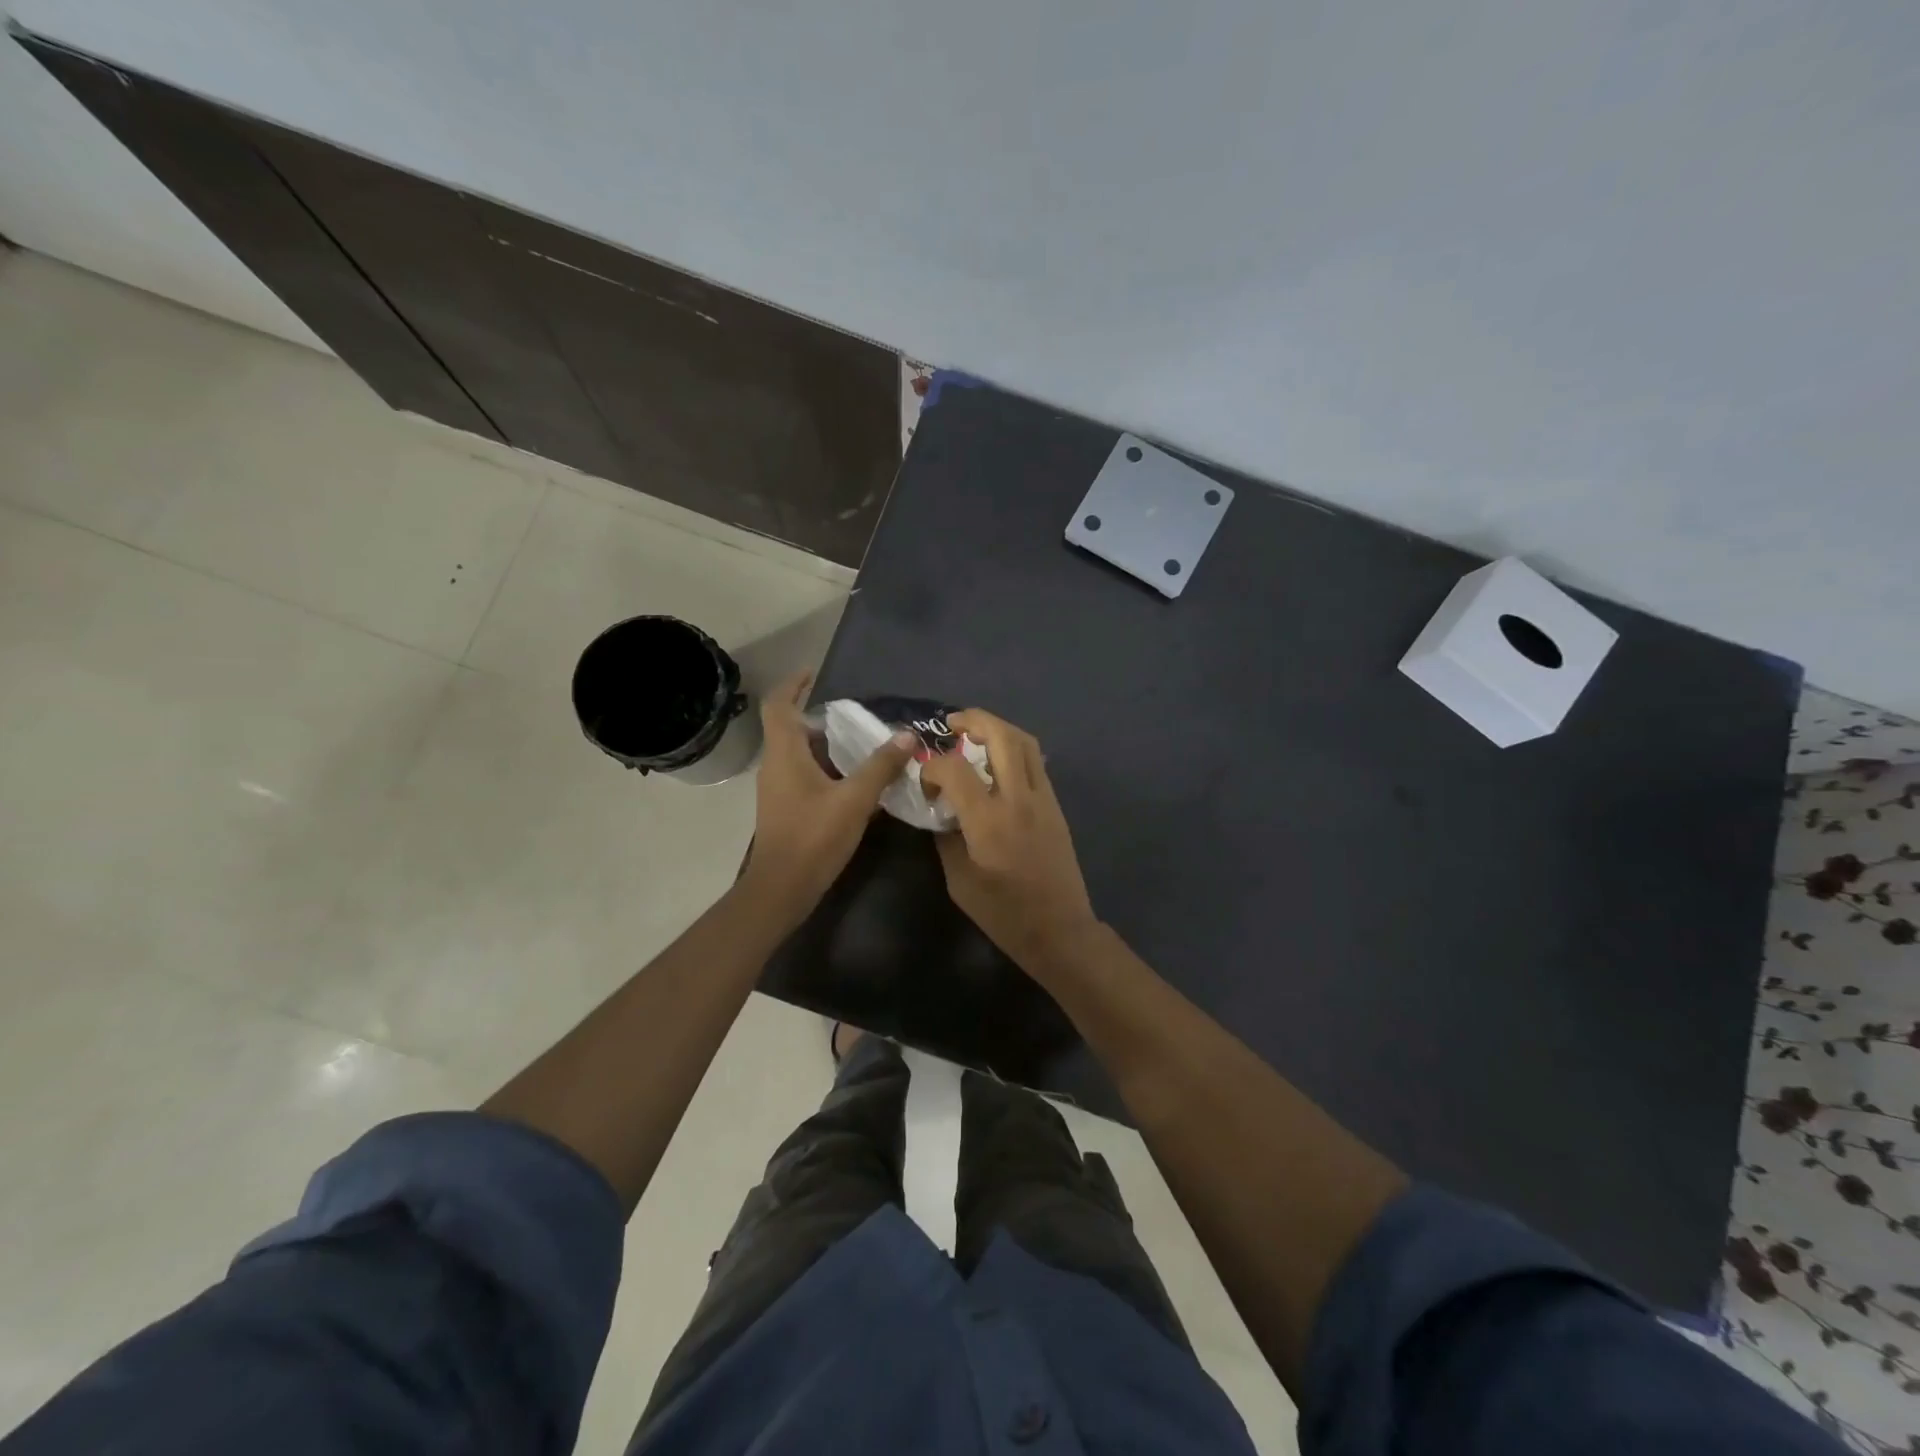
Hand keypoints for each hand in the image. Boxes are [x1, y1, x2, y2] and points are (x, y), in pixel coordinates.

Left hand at [741, 671, 915, 927]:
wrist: (782, 888)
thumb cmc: (813, 837)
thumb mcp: (854, 800)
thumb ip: (880, 767)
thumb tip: (907, 736)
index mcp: (784, 754)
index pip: (778, 705)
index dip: (794, 684)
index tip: (814, 672)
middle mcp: (775, 765)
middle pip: (789, 727)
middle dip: (818, 715)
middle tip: (853, 713)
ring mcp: (777, 788)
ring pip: (797, 753)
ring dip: (824, 743)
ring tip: (859, 741)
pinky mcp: (785, 807)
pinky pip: (803, 773)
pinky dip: (825, 766)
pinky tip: (853, 778)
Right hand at [920, 710, 1098, 968]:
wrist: (1059, 930)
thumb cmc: (1004, 913)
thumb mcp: (959, 880)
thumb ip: (945, 837)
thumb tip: (939, 810)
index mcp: (989, 821)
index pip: (955, 768)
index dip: (932, 766)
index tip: (925, 782)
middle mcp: (1019, 799)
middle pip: (1001, 736)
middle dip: (974, 720)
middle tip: (951, 725)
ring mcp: (1043, 799)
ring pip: (1025, 743)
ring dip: (998, 728)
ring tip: (974, 735)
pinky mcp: (1055, 806)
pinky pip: (1035, 763)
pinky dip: (1014, 750)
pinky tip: (996, 763)